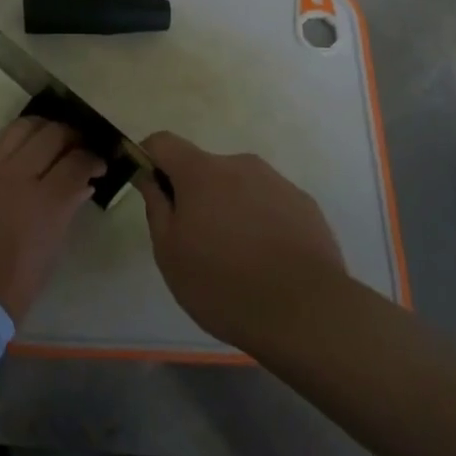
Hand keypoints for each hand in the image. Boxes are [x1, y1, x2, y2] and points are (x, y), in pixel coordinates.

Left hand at [0, 117, 104, 324]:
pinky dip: (17, 142)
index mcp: (46, 202)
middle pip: (52, 134)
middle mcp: (18, 175)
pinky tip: (23, 155)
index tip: (99, 165)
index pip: (77, 161)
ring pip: (22, 127)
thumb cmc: (13, 287)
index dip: (93, 159)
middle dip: (72, 137)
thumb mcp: (51, 252)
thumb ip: (67, 210)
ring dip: (43, 129)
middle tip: (78, 149)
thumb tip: (82, 185)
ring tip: (50, 142)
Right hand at [136, 132, 347, 353]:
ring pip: (240, 188)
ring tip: (237, 260)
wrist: (306, 312)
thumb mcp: (170, 253)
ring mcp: (277, 183)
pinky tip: (268, 263)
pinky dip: (261, 223)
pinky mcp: (306, 206)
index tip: (150, 189)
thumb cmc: (222, 283)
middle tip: (197, 243)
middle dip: (195, 195)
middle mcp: (240, 165)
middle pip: (204, 169)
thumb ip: (157, 207)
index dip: (150, 159)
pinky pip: (270, 205)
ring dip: (230, 210)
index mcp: (201, 172)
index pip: (163, 143)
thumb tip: (150, 177)